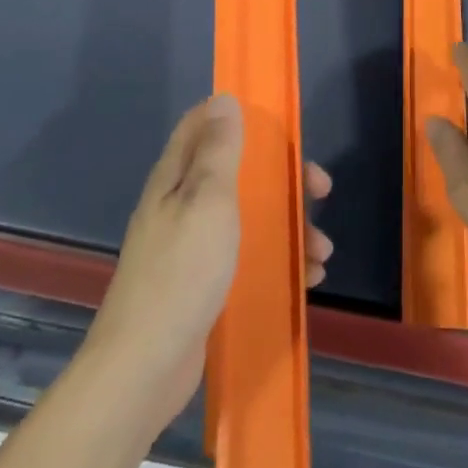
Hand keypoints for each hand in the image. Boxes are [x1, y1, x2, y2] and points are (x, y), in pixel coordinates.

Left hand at [84, 95, 332, 432]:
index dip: (241, 118)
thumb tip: (224, 99)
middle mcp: (182, 205)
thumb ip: (219, 151)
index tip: (282, 129)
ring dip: (290, 226)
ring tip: (321, 252)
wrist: (145, 367)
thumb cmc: (182, 273)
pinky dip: (279, 260)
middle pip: (239, 173)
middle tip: (319, 191)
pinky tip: (307, 279)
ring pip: (250, 217)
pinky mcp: (205, 284)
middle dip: (282, 178)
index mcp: (176, 178)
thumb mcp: (207, 201)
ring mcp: (193, 247)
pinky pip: (249, 257)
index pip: (203, 126)